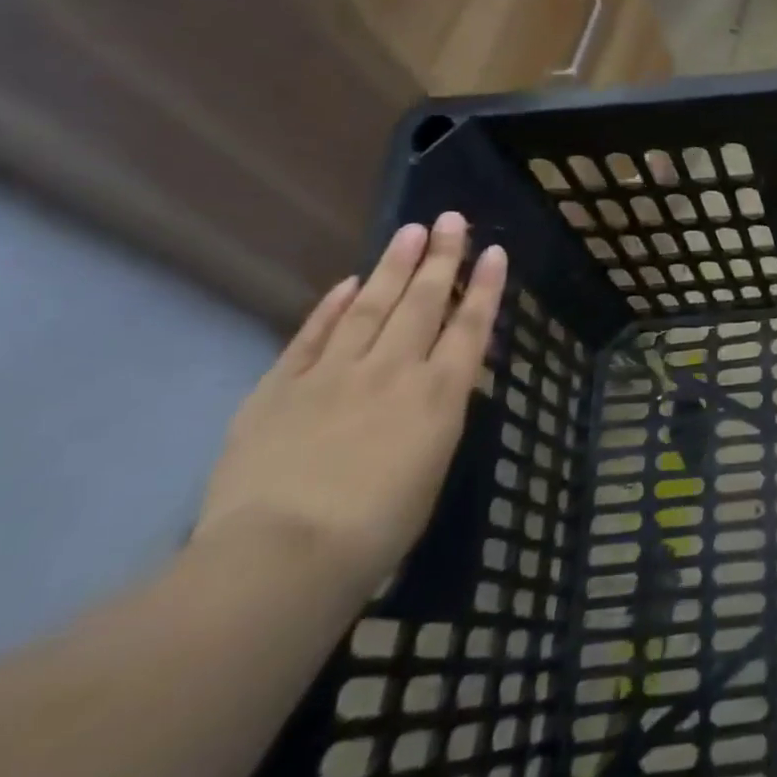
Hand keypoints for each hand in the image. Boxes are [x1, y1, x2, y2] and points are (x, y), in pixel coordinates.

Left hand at [194, 214, 506, 596]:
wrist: (283, 556)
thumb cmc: (377, 528)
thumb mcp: (432, 468)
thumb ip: (435, 416)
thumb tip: (437, 384)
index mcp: (440, 395)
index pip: (470, 326)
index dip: (484, 286)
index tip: (494, 251)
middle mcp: (394, 370)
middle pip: (423, 302)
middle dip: (441, 258)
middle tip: (451, 219)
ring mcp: (335, 373)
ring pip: (372, 307)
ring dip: (393, 267)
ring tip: (409, 232)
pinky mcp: (281, 387)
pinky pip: (313, 336)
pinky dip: (332, 307)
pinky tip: (348, 284)